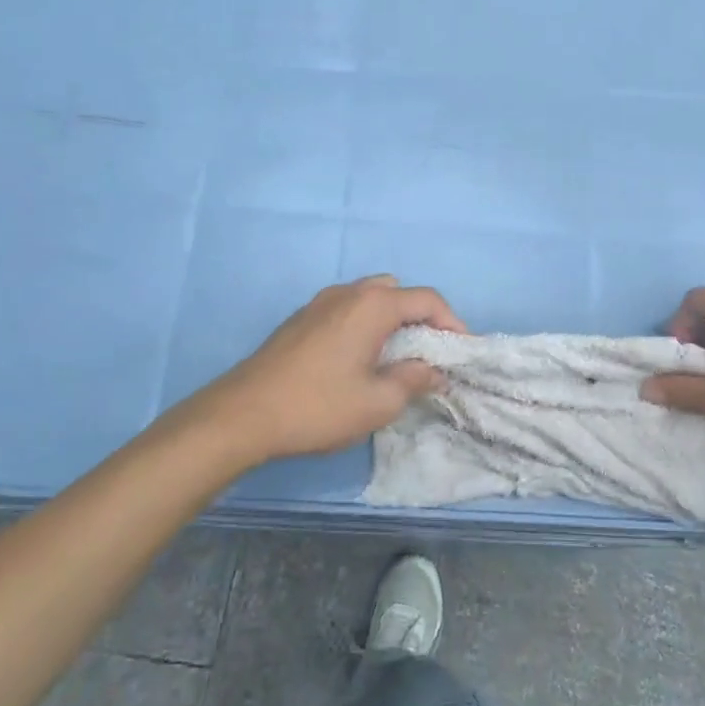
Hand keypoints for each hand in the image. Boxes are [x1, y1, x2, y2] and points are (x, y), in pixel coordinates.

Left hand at [188, 276, 466, 463]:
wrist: (243, 414)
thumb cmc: (318, 407)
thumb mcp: (378, 402)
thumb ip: (414, 380)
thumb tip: (435, 371)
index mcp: (372, 305)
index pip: (427, 299)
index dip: (452, 323)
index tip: (461, 353)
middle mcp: (348, 293)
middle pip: (397, 292)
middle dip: (420, 317)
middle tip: (427, 353)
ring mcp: (320, 303)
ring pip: (369, 298)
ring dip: (390, 320)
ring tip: (394, 358)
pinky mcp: (300, 319)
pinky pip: (346, 310)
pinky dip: (364, 325)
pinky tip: (358, 360)